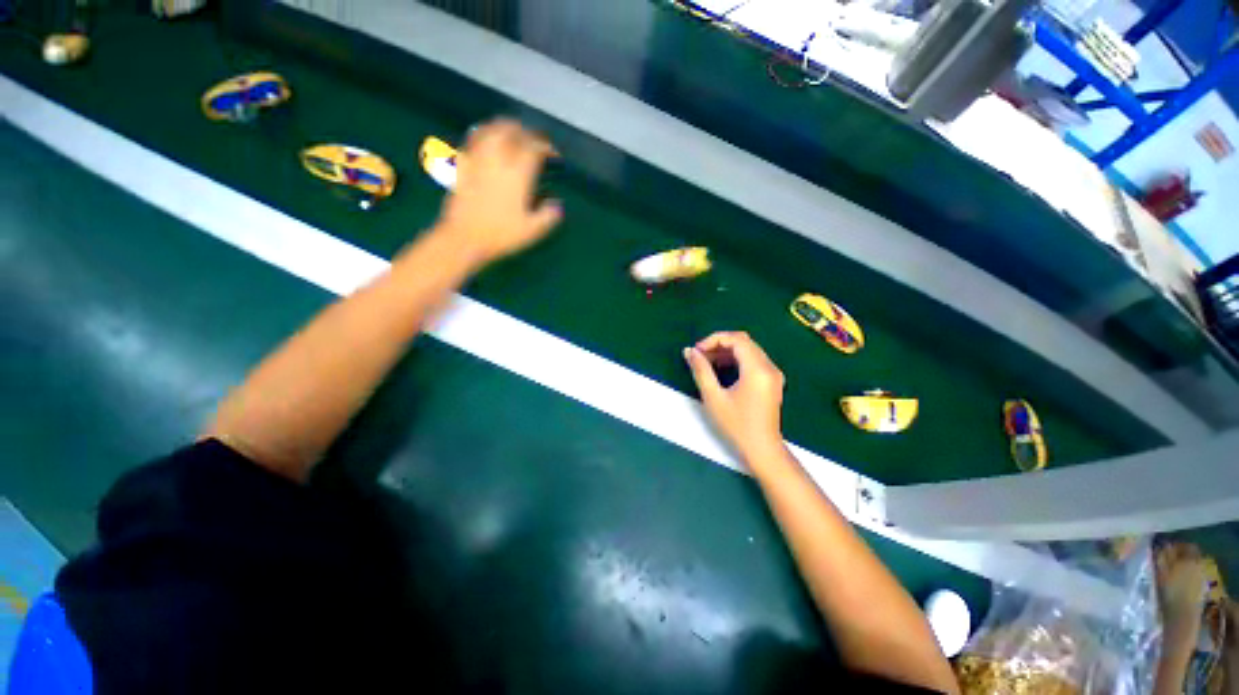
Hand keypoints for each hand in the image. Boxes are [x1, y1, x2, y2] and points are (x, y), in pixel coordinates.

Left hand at [434, 119, 562, 265]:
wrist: (464, 238)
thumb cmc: (501, 235)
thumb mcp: (532, 231)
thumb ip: (549, 216)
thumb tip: (557, 204)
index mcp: (517, 174)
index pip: (534, 148)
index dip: (547, 147)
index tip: (553, 155)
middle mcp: (497, 159)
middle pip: (511, 130)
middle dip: (525, 132)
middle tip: (534, 142)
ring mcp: (477, 158)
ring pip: (491, 129)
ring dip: (504, 128)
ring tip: (513, 135)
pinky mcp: (463, 164)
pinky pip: (474, 139)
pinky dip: (484, 134)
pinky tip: (488, 142)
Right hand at [684, 331, 785, 459]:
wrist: (762, 450)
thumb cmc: (736, 425)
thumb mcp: (713, 397)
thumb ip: (701, 370)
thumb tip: (689, 351)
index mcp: (757, 368)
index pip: (736, 339)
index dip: (714, 340)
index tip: (697, 351)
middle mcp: (769, 367)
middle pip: (743, 342)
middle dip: (719, 345)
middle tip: (700, 357)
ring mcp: (773, 374)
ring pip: (748, 351)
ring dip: (726, 352)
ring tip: (707, 363)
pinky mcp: (772, 382)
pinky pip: (753, 361)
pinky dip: (736, 361)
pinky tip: (721, 371)